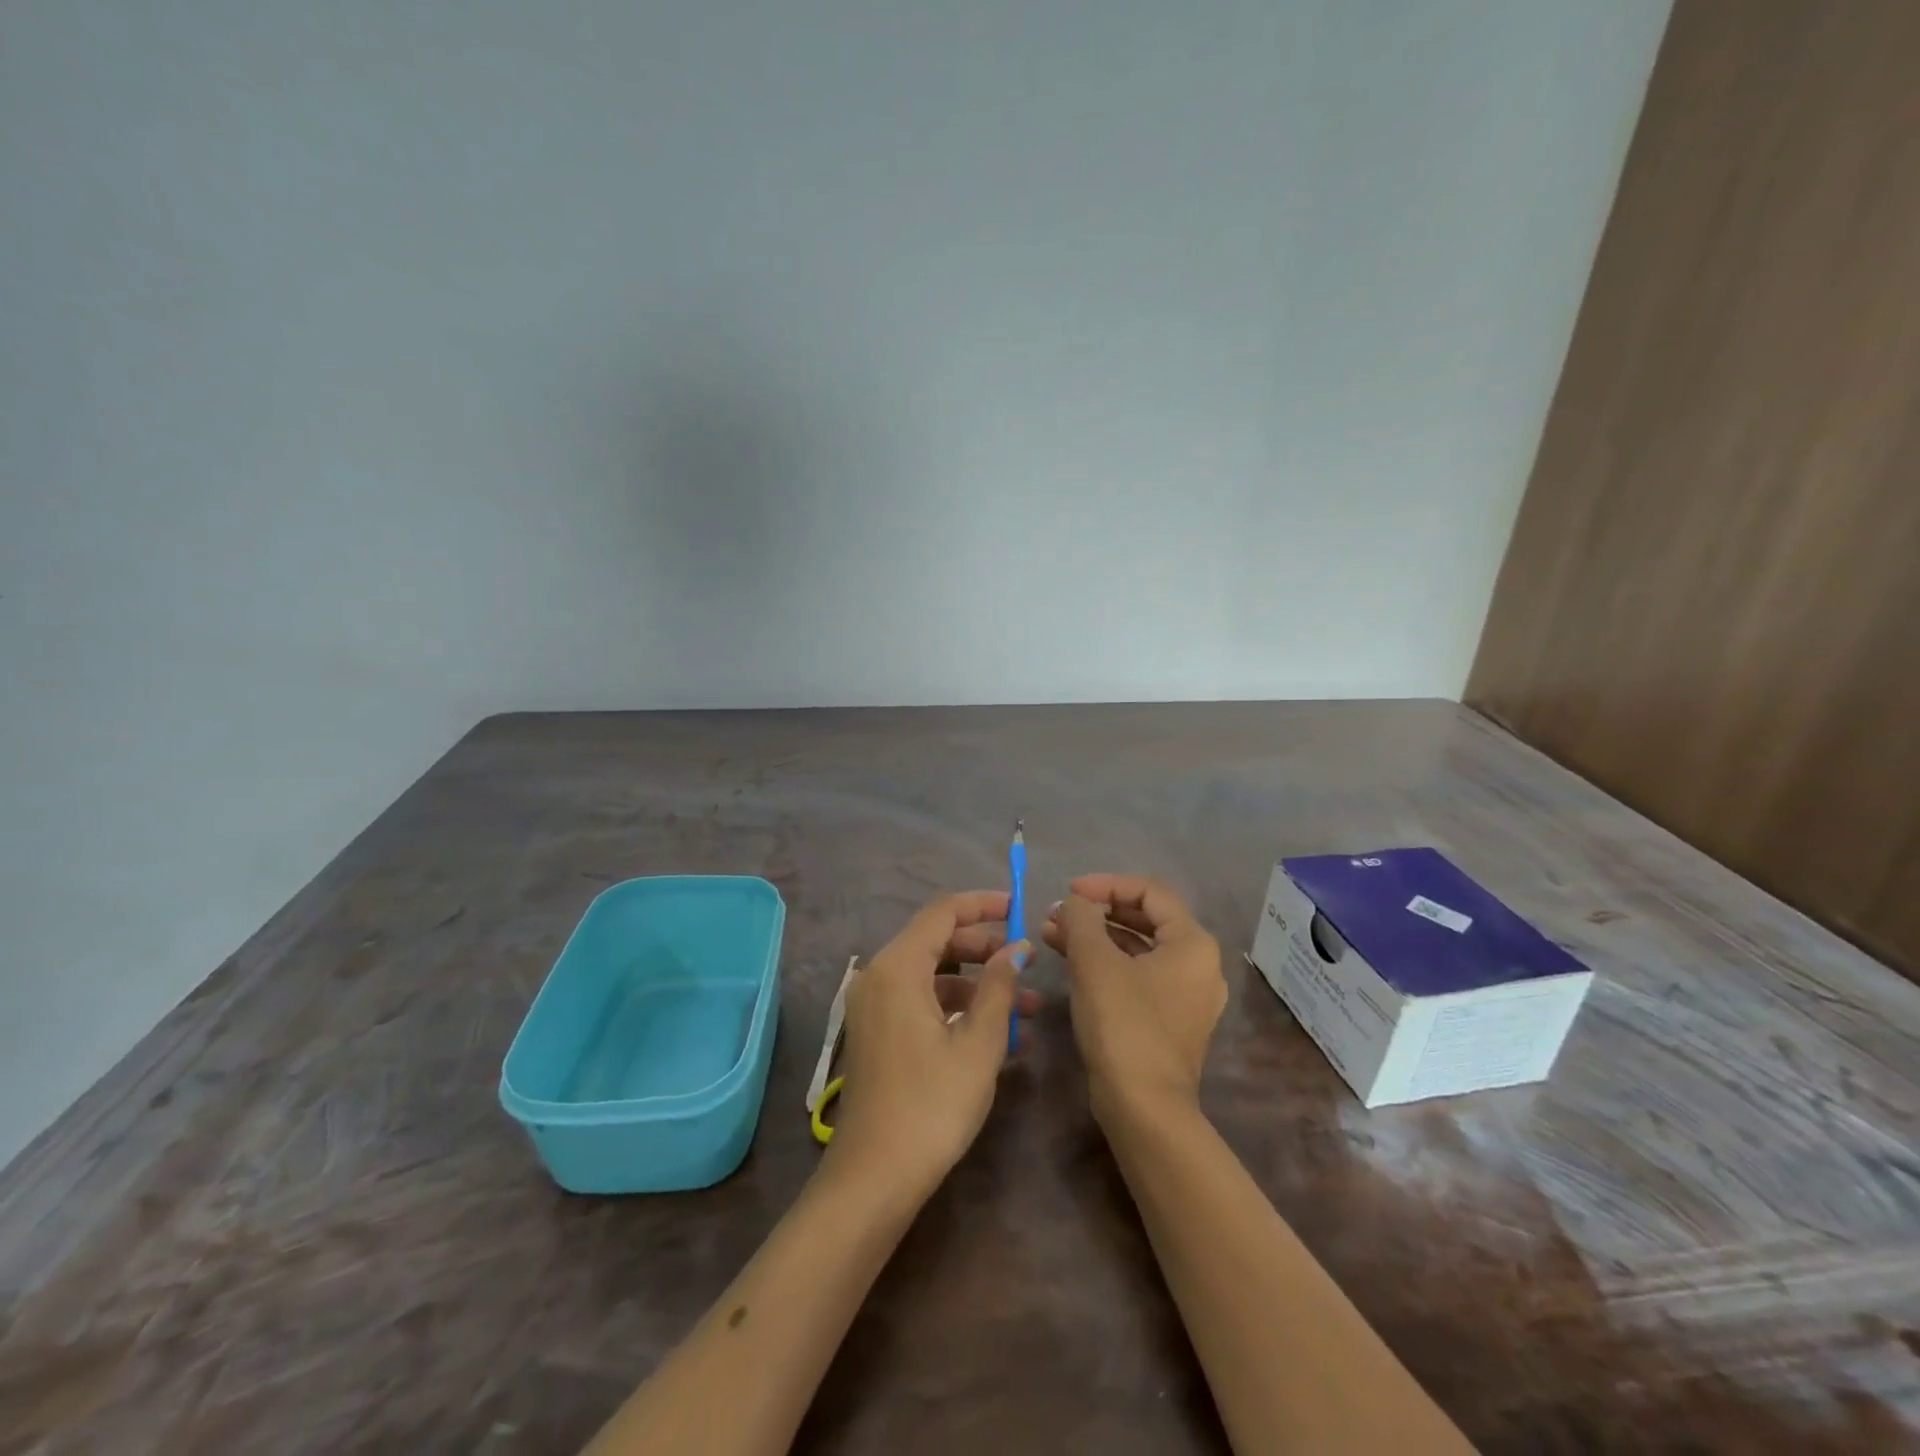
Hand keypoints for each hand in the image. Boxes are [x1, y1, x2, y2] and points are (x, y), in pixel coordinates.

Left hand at [828, 891, 1037, 1197]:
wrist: (874, 1178)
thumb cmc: (932, 1105)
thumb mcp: (978, 1044)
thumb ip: (999, 987)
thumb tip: (1018, 948)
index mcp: (898, 967)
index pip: (943, 912)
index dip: (983, 904)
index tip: (1020, 908)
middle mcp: (879, 976)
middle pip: (937, 941)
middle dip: (986, 947)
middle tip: (1027, 961)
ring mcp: (875, 1006)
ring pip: (934, 975)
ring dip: (979, 985)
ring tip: (1029, 1008)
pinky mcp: (879, 1033)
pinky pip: (922, 1002)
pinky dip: (958, 1008)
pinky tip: (1001, 1036)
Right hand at [1043, 875, 1225, 1125]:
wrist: (1144, 1108)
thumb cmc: (1124, 1025)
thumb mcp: (1095, 962)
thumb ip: (1081, 919)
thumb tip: (1074, 903)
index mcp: (1193, 943)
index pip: (1150, 891)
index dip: (1107, 884)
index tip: (1069, 891)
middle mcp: (1199, 965)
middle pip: (1146, 918)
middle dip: (1097, 911)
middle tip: (1058, 913)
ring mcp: (1186, 996)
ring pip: (1138, 948)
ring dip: (1096, 936)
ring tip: (1052, 933)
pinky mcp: (1169, 1020)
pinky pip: (1137, 975)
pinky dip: (1106, 963)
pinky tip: (1070, 961)